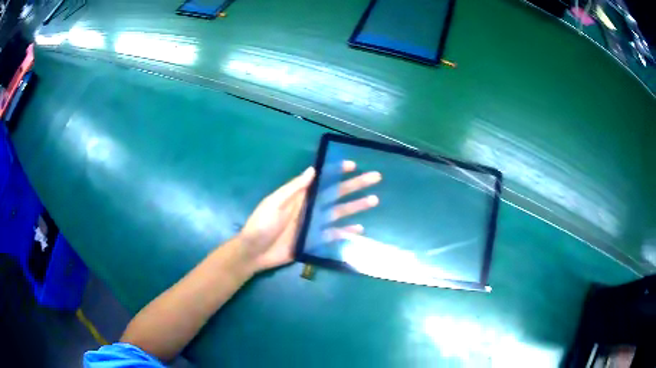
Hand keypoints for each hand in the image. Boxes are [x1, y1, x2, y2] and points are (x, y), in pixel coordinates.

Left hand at [238, 161, 380, 271]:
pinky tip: (360, 229)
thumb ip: (294, 188)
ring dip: (356, 207)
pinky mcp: (313, 241)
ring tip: (374, 200)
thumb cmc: (261, 224)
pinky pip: (333, 235)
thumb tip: (313, 170)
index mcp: (300, 196)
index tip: (353, 165)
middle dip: (355, 186)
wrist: (254, 252)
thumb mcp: (275, 202)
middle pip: (336, 195)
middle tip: (375, 178)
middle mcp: (310, 207)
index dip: (337, 172)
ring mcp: (313, 225)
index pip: (322, 180)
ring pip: (339, 213)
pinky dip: (346, 232)